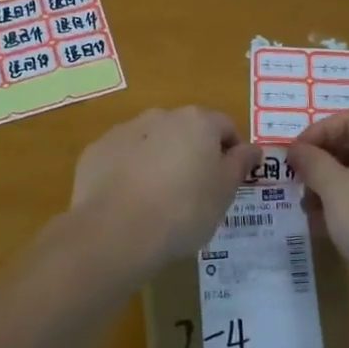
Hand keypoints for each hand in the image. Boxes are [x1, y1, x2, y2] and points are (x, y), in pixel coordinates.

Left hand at [67, 107, 260, 279]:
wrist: (115, 231)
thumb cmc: (183, 210)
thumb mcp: (224, 192)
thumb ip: (240, 164)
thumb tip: (252, 148)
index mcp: (197, 121)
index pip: (225, 126)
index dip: (232, 152)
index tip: (229, 180)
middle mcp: (160, 116)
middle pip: (186, 130)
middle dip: (192, 153)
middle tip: (195, 192)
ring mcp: (124, 131)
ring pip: (151, 141)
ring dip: (159, 160)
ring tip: (158, 200)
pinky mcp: (96, 151)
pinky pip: (122, 157)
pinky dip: (129, 171)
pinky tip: (129, 202)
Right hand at [289, 109, 348, 324]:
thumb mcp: (335, 188)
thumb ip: (313, 163)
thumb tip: (297, 149)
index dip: (318, 131)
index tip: (295, 154)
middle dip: (322, 159)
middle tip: (298, 179)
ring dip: (330, 184)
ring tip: (306, 206)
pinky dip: (346, 204)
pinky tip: (325, 225)